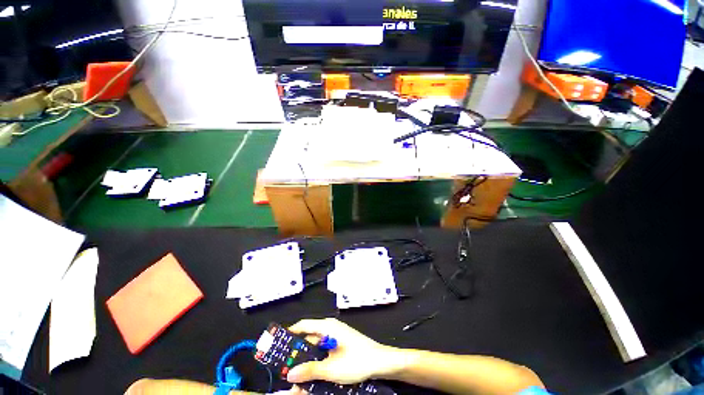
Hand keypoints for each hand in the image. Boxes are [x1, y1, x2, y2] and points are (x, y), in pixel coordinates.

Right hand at [286, 318, 399, 384]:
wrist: (380, 361)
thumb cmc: (357, 360)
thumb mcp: (331, 369)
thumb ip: (309, 370)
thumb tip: (290, 374)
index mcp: (327, 327)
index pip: (304, 325)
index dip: (290, 332)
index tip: (278, 343)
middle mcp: (331, 329)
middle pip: (309, 338)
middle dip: (298, 352)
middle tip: (286, 366)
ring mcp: (337, 336)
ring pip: (316, 347)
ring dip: (308, 360)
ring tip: (298, 375)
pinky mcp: (341, 345)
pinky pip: (325, 351)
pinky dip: (317, 361)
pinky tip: (314, 374)